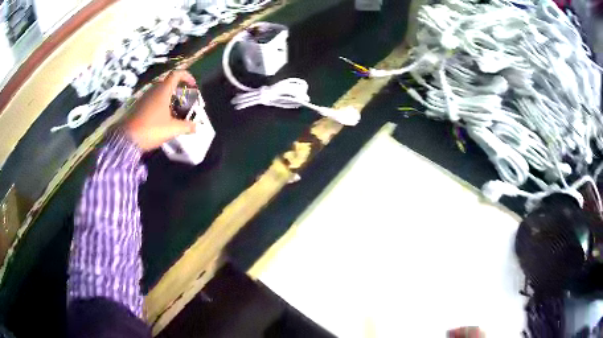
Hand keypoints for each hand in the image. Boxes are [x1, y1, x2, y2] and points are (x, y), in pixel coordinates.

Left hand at [124, 70, 197, 150]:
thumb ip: (185, 127)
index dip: (187, 76)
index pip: (177, 74)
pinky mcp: (138, 105)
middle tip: (184, 102)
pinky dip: (160, 104)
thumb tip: (196, 127)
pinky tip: (161, 118)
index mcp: (163, 90)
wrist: (126, 139)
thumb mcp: (171, 129)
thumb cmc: (151, 129)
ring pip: (160, 91)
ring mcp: (144, 97)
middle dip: (178, 90)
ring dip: (169, 98)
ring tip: (174, 112)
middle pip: (168, 83)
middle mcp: (153, 90)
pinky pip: (152, 99)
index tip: (193, 85)